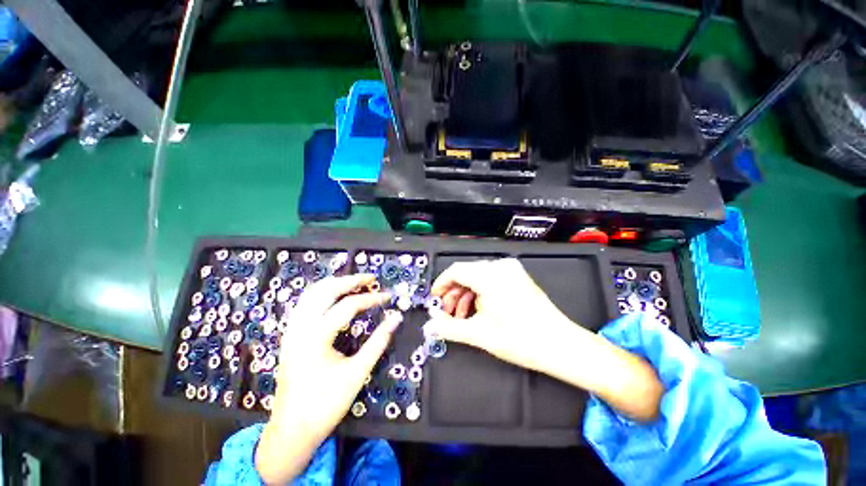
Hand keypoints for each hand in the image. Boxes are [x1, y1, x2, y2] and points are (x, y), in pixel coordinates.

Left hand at [256, 274, 401, 483]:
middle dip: (351, 280)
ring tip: (355, 282)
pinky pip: (305, 304)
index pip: (348, 306)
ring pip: (312, 294)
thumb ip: (378, 342)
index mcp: (316, 337)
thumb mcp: (357, 373)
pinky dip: (322, 294)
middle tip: (371, 279)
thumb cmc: (326, 404)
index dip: (371, 299)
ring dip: (335, 284)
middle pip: (326, 290)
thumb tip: (395, 318)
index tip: (388, 296)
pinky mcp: (290, 336)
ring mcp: (292, 330)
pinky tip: (334, 296)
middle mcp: (300, 328)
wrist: (292, 431)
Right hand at [425, 258, 576, 372]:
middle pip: (466, 273)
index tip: (434, 299)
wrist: (562, 345)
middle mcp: (501, 267)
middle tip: (447, 313)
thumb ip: (449, 328)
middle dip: (453, 294)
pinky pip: (490, 279)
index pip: (455, 271)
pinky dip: (480, 292)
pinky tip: (478, 310)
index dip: (441, 284)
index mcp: (490, 276)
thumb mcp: (480, 334)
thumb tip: (429, 325)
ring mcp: (511, 270)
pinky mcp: (517, 276)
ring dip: (466, 295)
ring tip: (462, 316)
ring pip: (478, 277)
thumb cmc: (523, 340)